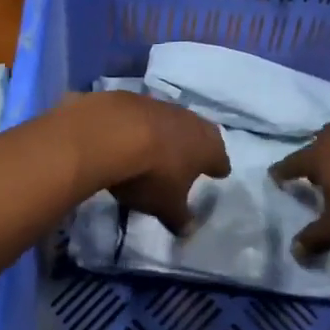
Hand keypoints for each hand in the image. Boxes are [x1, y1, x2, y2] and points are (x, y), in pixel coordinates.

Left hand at [62, 92, 229, 235]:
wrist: (109, 133)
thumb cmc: (151, 175)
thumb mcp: (166, 206)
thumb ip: (179, 218)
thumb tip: (188, 231)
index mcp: (208, 147)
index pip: (220, 159)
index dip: (218, 168)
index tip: (218, 173)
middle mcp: (191, 121)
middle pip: (200, 134)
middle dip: (196, 147)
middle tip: (191, 158)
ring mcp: (162, 106)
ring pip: (172, 121)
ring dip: (167, 134)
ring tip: (158, 148)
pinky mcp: (132, 99)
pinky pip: (142, 116)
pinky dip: (139, 126)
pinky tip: (129, 137)